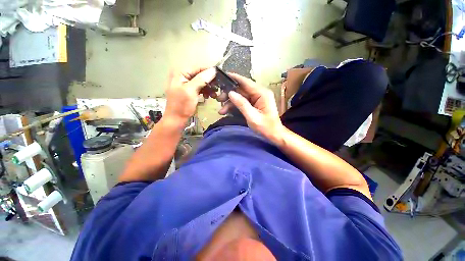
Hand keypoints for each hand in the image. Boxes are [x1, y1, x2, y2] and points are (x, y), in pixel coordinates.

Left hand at [164, 67, 216, 123]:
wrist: (176, 119)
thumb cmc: (182, 105)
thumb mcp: (191, 91)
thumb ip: (201, 79)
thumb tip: (213, 70)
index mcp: (180, 72)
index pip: (198, 67)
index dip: (210, 71)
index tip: (221, 76)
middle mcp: (182, 75)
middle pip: (200, 74)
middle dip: (210, 81)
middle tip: (218, 87)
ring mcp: (185, 83)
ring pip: (201, 81)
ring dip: (209, 87)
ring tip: (214, 94)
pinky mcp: (189, 90)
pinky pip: (199, 87)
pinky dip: (205, 91)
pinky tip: (209, 96)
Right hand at [221, 73, 284, 141]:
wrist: (274, 134)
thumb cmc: (265, 127)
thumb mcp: (252, 117)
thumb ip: (242, 104)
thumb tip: (230, 93)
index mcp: (262, 93)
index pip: (246, 82)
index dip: (234, 78)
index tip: (222, 75)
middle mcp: (259, 93)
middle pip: (241, 89)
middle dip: (229, 94)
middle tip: (218, 99)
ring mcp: (257, 99)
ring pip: (240, 96)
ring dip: (230, 102)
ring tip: (221, 110)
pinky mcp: (254, 104)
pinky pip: (242, 102)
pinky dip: (234, 106)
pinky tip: (227, 111)